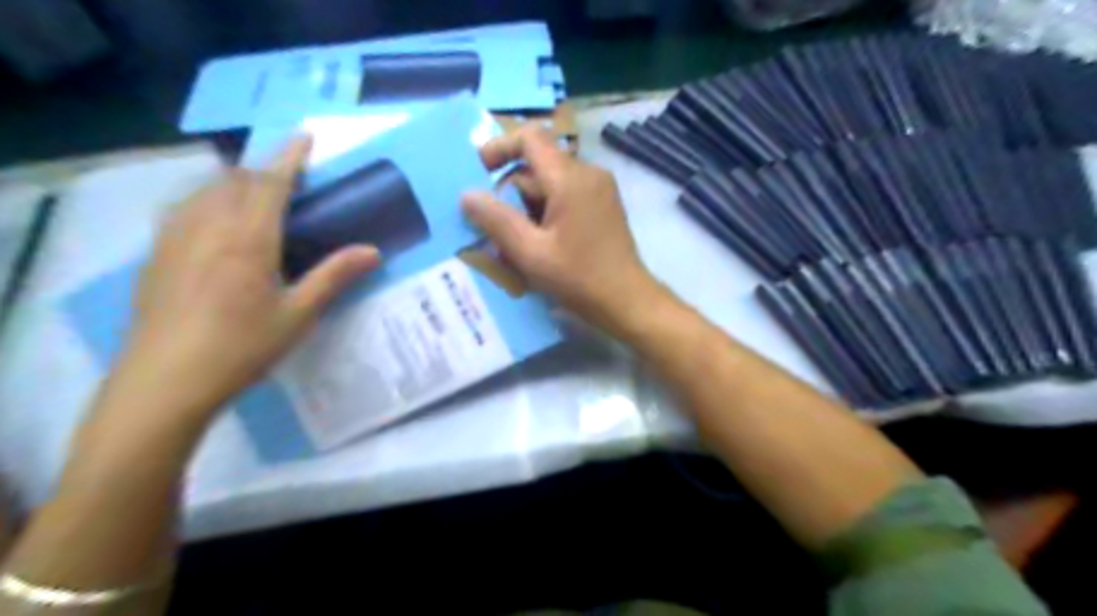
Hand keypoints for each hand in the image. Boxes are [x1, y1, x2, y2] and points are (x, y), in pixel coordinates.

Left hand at [108, 138, 379, 420]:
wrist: (166, 380)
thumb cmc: (242, 347)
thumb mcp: (298, 314)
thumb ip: (334, 276)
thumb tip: (373, 251)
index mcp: (248, 238)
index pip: (271, 183)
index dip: (290, 157)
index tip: (305, 137)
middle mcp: (208, 226)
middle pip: (237, 180)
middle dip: (265, 170)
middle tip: (291, 178)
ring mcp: (176, 237)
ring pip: (207, 190)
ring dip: (236, 182)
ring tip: (256, 194)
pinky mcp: (157, 253)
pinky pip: (185, 207)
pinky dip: (209, 199)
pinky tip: (216, 220)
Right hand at [456, 126, 653, 333]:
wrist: (627, 301)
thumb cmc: (579, 278)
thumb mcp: (530, 253)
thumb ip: (496, 220)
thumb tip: (467, 194)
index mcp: (570, 178)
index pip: (530, 138)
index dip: (499, 148)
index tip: (479, 174)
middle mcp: (588, 173)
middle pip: (538, 165)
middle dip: (511, 193)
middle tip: (495, 229)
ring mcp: (599, 189)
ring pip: (550, 184)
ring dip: (527, 207)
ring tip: (517, 245)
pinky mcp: (603, 205)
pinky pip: (566, 196)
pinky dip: (546, 213)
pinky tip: (541, 245)